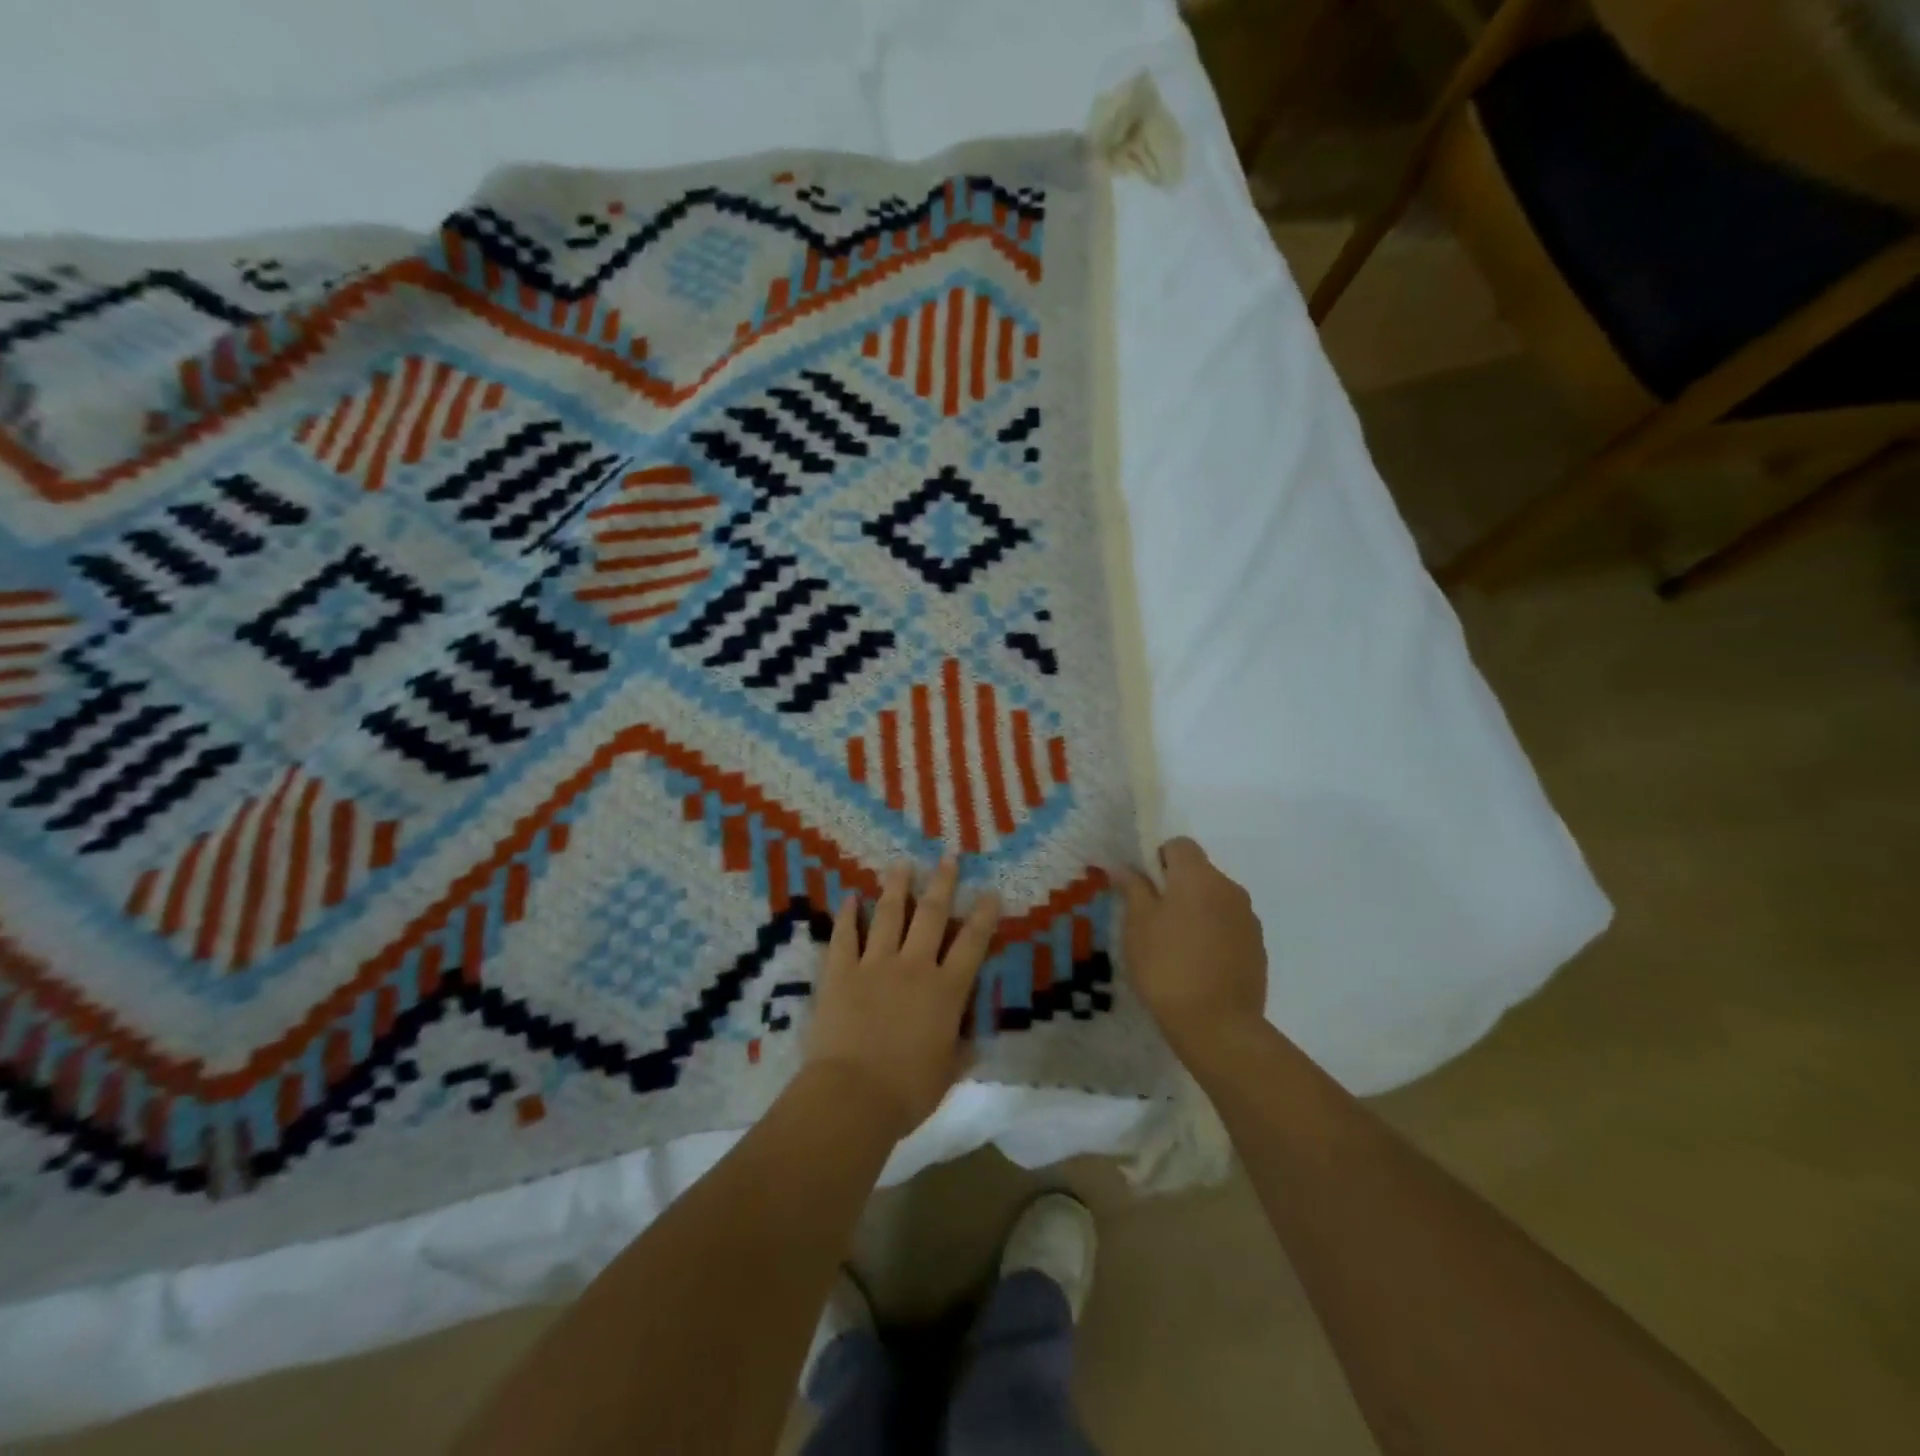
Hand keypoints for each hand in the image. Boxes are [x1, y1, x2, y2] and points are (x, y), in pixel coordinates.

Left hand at [804, 857, 1001, 1138]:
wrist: (852, 1096)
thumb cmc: (907, 1091)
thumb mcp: (947, 1073)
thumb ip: (961, 1051)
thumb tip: (973, 1042)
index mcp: (946, 991)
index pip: (972, 944)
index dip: (983, 915)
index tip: (990, 891)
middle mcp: (914, 967)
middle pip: (931, 915)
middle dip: (942, 883)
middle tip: (947, 857)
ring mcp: (875, 964)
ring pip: (888, 915)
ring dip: (896, 887)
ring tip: (901, 864)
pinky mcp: (841, 972)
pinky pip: (845, 936)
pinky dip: (848, 916)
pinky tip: (849, 898)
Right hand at [1115, 837, 1266, 1052]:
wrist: (1218, 1026)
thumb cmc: (1167, 967)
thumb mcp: (1137, 926)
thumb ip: (1133, 889)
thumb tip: (1122, 866)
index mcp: (1199, 877)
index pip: (1180, 845)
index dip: (1158, 858)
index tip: (1144, 888)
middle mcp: (1229, 888)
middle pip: (1199, 872)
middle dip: (1176, 887)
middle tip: (1152, 921)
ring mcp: (1248, 919)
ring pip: (1215, 900)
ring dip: (1196, 911)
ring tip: (1175, 948)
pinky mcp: (1257, 947)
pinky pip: (1229, 926)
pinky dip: (1213, 934)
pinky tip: (1198, 966)